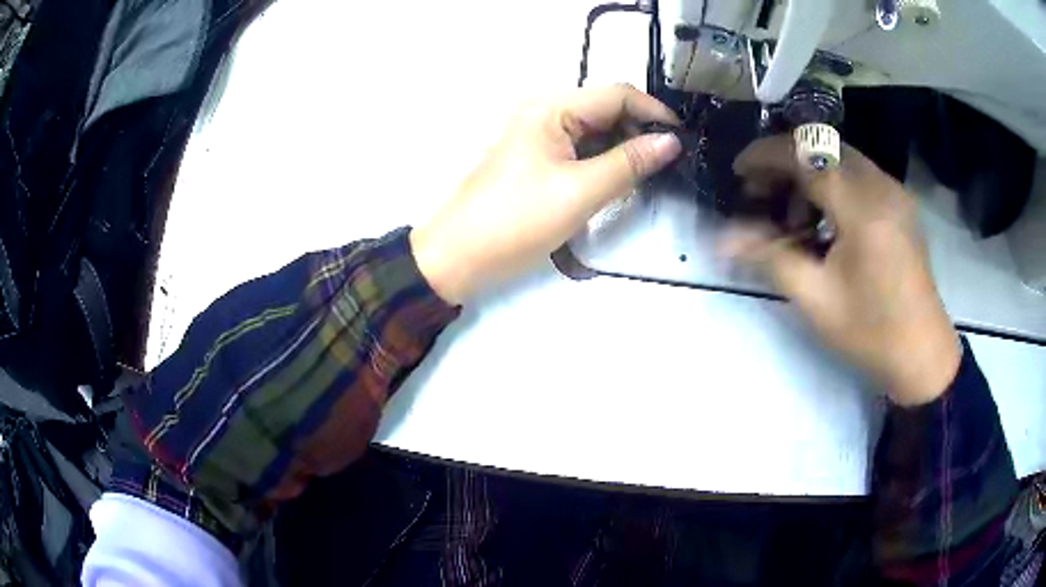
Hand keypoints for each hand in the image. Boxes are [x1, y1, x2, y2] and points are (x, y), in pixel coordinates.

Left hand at [410, 84, 680, 304]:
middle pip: (607, 110)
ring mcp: (540, 135)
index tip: (683, 140)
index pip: (616, 94)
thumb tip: (671, 141)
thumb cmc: (516, 221)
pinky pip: (581, 149)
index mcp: (552, 108)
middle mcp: (546, 112)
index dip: (654, 111)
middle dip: (640, 131)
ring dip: (624, 149)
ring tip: (650, 175)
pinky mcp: (538, 158)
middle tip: (669, 164)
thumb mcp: (580, 192)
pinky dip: (605, 161)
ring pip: (596, 132)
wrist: (459, 256)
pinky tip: (620, 181)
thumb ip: (629, 163)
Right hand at [722, 135, 960, 405]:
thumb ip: (770, 258)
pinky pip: (858, 173)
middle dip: (785, 160)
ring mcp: (894, 191)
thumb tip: (724, 239)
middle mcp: (881, 185)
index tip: (739, 171)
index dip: (766, 155)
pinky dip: (832, 183)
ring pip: (840, 156)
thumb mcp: (816, 300)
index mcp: (862, 208)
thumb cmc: (871, 332)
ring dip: (809, 172)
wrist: (922, 354)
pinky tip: (825, 220)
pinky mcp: (900, 203)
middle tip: (762, 192)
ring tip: (792, 215)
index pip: (806, 154)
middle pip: (823, 145)